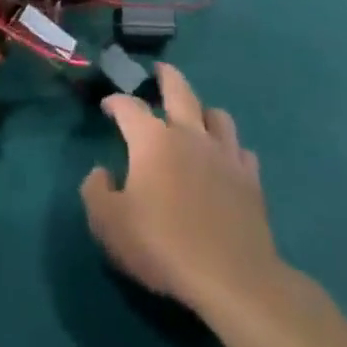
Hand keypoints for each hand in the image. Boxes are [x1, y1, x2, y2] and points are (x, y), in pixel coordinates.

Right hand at [81, 64, 279, 320]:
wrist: (231, 277)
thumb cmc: (162, 245)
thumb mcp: (108, 224)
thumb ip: (95, 191)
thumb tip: (101, 172)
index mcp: (152, 140)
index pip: (129, 107)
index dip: (115, 101)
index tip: (107, 106)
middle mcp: (190, 135)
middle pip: (180, 91)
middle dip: (167, 76)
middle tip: (160, 70)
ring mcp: (225, 154)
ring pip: (218, 115)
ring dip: (203, 111)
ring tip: (196, 117)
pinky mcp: (250, 179)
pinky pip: (241, 151)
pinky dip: (230, 149)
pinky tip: (225, 160)